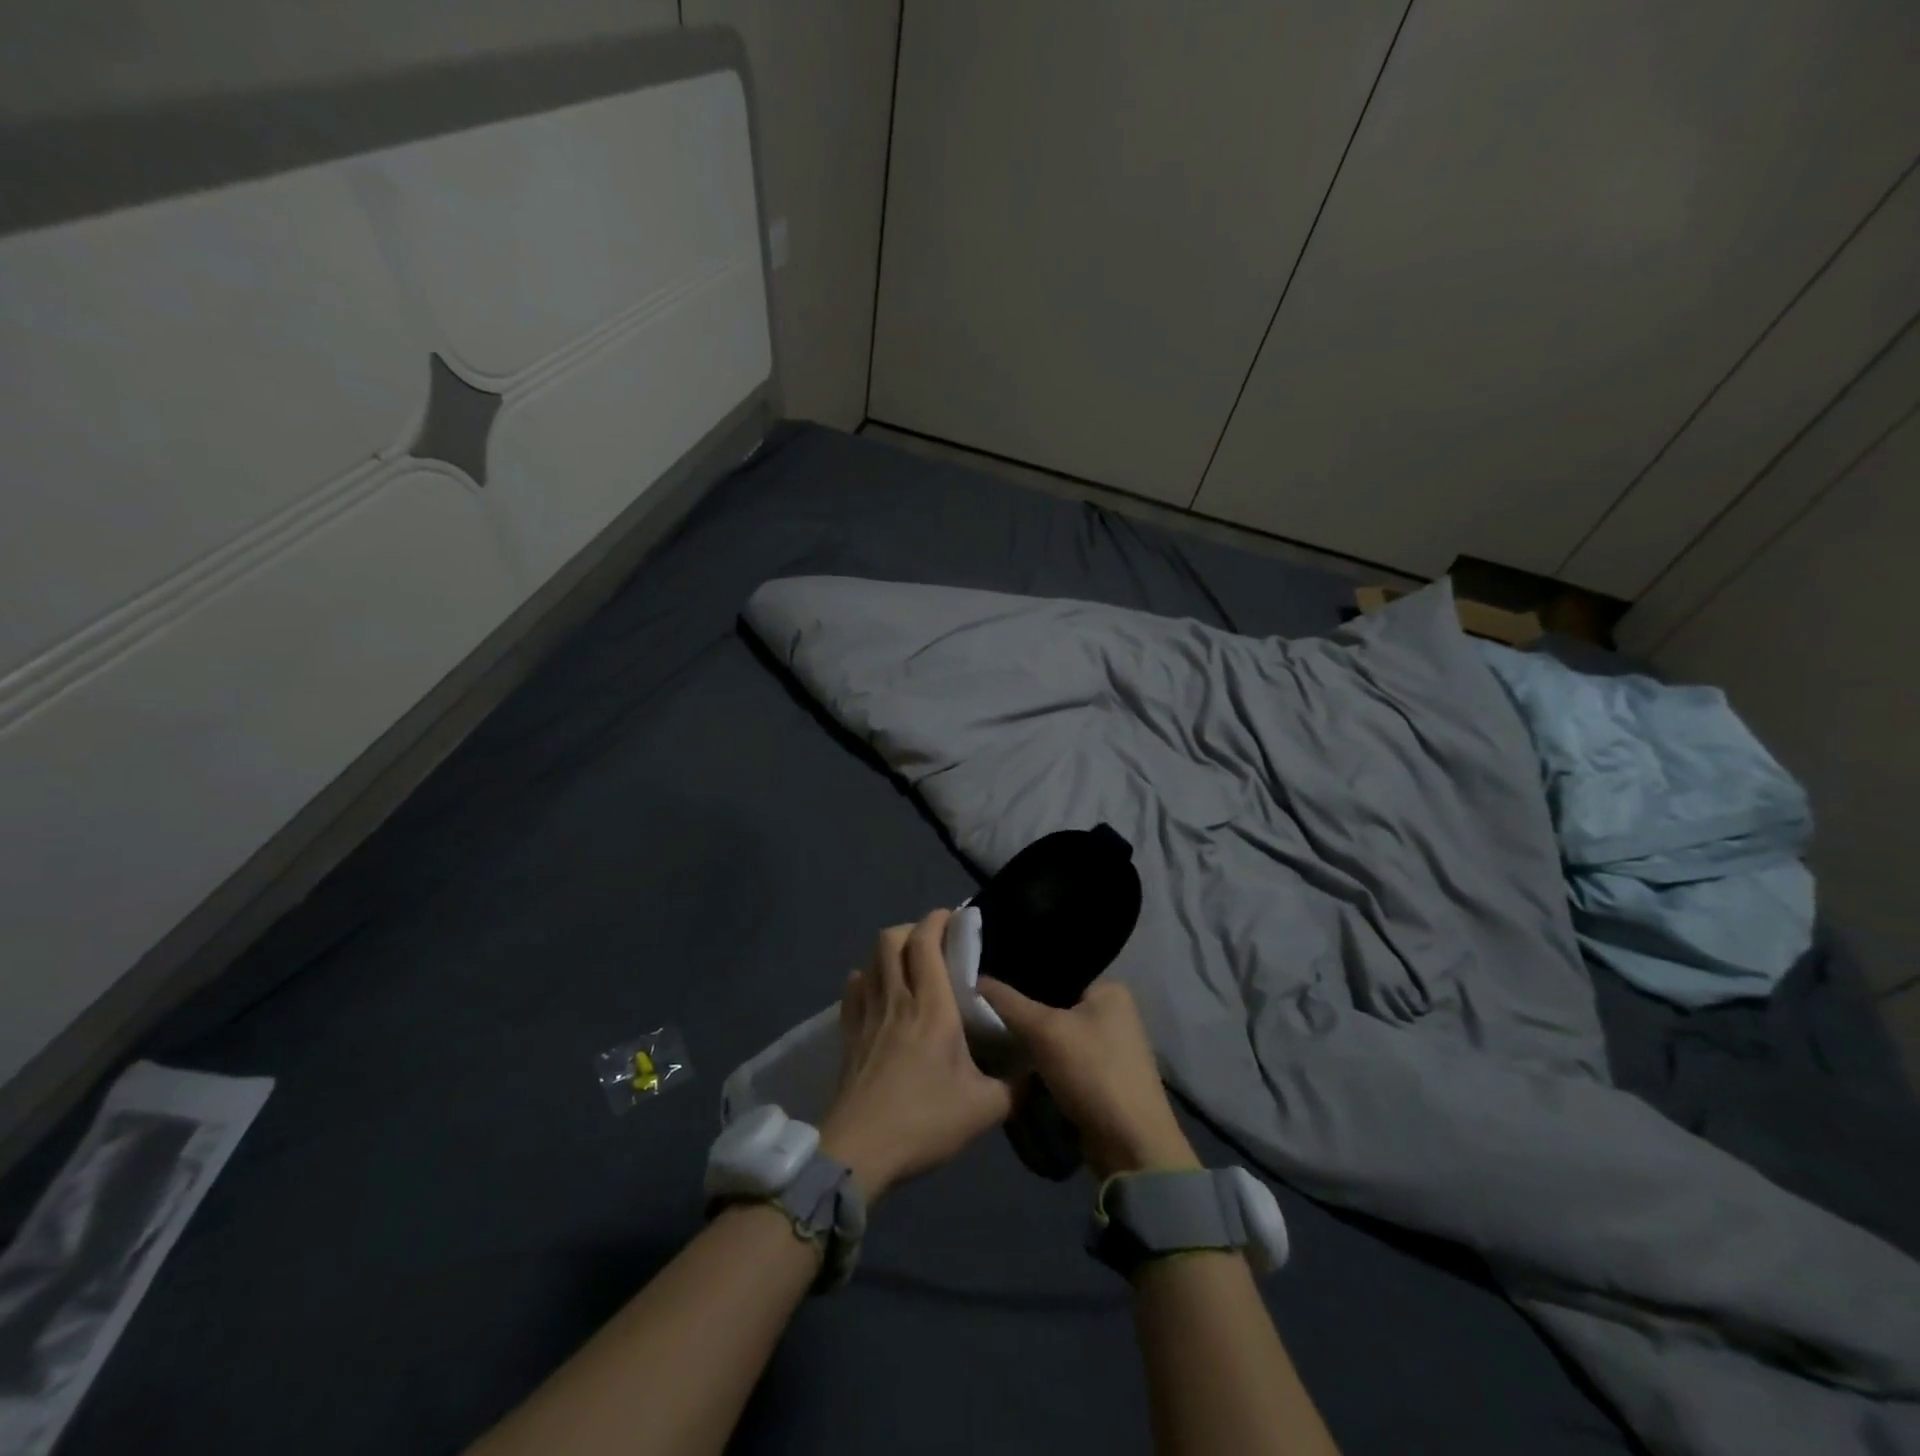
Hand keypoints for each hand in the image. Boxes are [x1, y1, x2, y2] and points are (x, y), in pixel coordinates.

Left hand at [818, 910, 1015, 1200]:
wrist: (859, 1152)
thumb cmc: (924, 1121)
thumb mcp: (983, 1109)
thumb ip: (1013, 1086)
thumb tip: (1033, 1071)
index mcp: (932, 1007)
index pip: (926, 943)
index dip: (937, 920)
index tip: (954, 918)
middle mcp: (897, 999)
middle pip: (891, 939)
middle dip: (912, 929)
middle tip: (934, 942)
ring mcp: (867, 1015)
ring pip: (870, 960)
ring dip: (889, 951)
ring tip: (909, 965)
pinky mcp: (848, 1034)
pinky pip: (853, 990)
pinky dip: (865, 979)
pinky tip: (877, 991)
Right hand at [977, 978, 1198, 1179]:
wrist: (1131, 1147)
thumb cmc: (1093, 1073)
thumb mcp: (1044, 1030)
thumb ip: (1007, 1002)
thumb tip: (974, 980)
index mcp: (1110, 988)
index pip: (1054, 970)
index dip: (1018, 974)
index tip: (984, 981)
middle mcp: (1113, 1011)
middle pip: (1053, 1002)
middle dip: (1021, 1009)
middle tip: (981, 1008)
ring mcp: (1109, 1045)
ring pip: (1055, 1032)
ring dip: (1029, 1037)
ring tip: (989, 1032)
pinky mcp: (1100, 1076)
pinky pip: (1061, 1056)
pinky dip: (1040, 1059)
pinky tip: (1012, 1059)